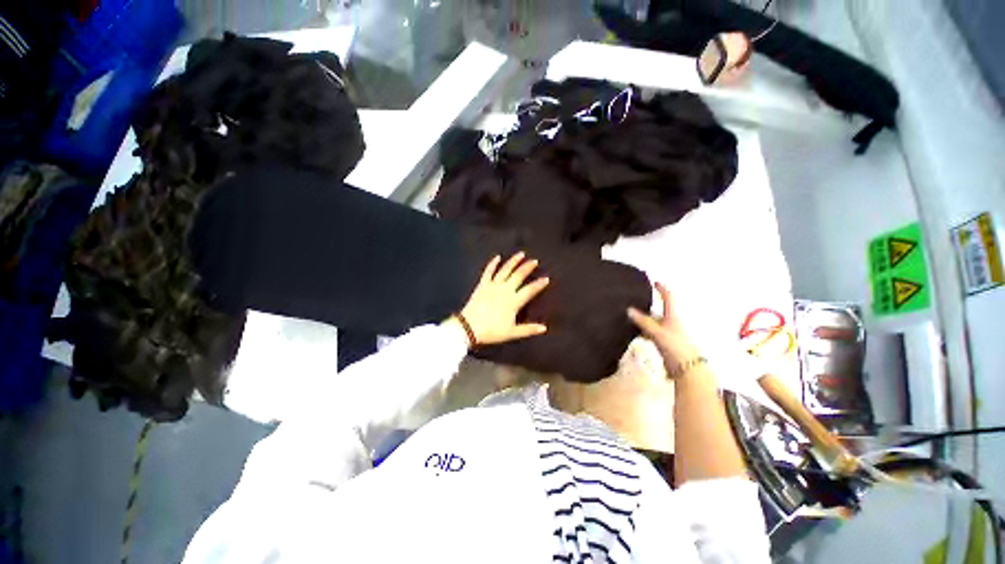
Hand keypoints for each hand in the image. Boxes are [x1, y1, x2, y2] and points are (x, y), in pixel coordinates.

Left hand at [454, 252, 549, 345]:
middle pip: (518, 275)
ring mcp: (493, 285)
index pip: (529, 290)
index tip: (546, 278)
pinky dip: (493, 264)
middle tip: (535, 261)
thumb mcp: (512, 333)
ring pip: (505, 270)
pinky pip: (488, 271)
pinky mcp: (482, 285)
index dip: (539, 284)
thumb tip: (544, 328)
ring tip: (521, 254)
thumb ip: (528, 329)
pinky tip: (497, 257)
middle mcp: (505, 290)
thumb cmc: (492, 331)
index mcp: (513, 301)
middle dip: (527, 267)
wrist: (469, 328)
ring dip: (513, 261)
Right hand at [627, 282, 699, 376]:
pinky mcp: (662, 343)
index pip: (668, 298)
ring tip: (627, 315)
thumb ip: (644, 322)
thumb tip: (629, 310)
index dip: (662, 289)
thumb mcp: (659, 333)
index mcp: (673, 317)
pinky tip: (632, 332)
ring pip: (651, 322)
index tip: (654, 282)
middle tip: (633, 300)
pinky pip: (649, 333)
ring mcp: (666, 334)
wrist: (687, 370)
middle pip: (657, 310)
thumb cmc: (676, 347)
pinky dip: (641, 331)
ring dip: (642, 319)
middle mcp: (670, 323)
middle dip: (647, 305)